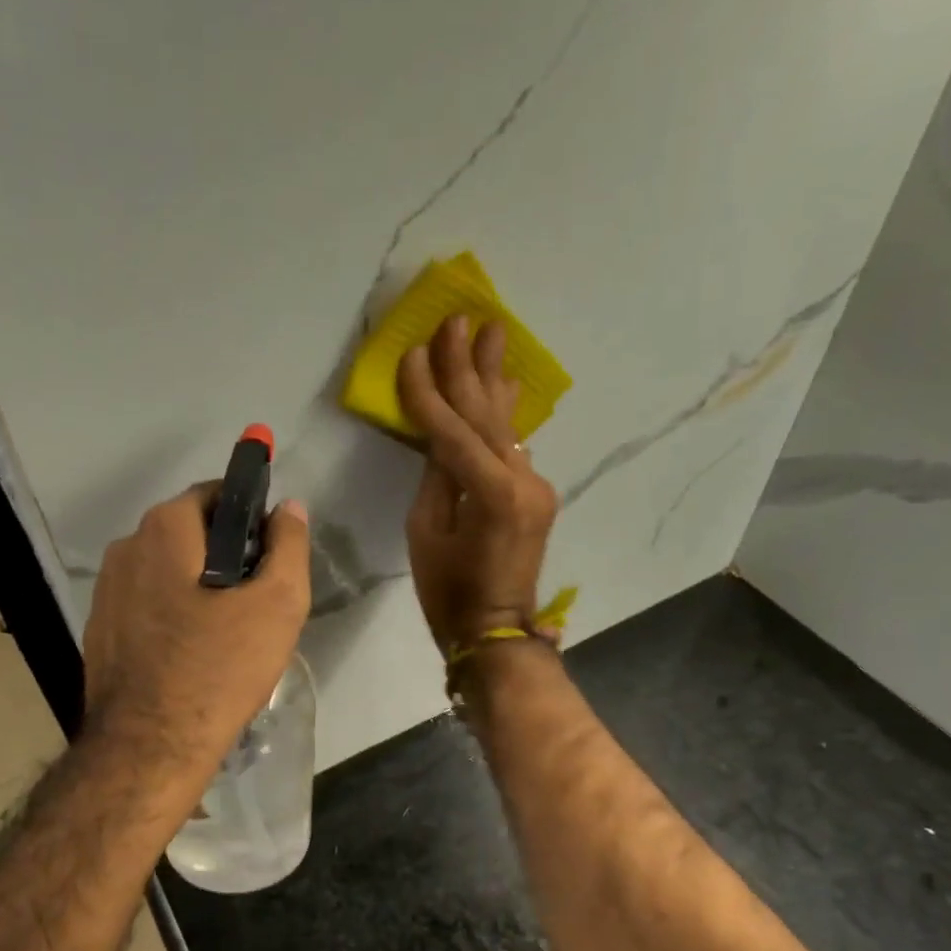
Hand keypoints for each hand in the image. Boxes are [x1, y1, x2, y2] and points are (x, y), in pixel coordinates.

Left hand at [82, 484, 310, 777]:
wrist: (149, 748)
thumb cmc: (219, 668)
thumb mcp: (278, 603)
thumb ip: (288, 545)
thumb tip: (288, 507)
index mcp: (164, 529)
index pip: (215, 495)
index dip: (251, 517)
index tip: (271, 555)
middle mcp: (125, 549)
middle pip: (189, 535)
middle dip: (226, 555)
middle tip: (257, 600)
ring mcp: (105, 593)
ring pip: (167, 573)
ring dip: (199, 588)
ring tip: (228, 633)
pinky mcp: (100, 632)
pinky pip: (147, 607)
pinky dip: (173, 616)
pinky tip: (193, 655)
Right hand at [398, 315, 559, 654]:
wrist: (496, 631)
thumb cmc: (448, 592)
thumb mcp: (426, 533)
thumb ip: (435, 476)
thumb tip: (438, 435)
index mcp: (491, 493)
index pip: (451, 430)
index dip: (428, 391)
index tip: (414, 350)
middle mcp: (522, 480)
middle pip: (486, 414)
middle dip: (468, 366)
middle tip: (461, 319)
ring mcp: (535, 486)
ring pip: (505, 424)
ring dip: (493, 378)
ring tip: (493, 332)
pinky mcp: (536, 494)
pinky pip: (513, 445)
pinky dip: (503, 414)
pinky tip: (505, 384)